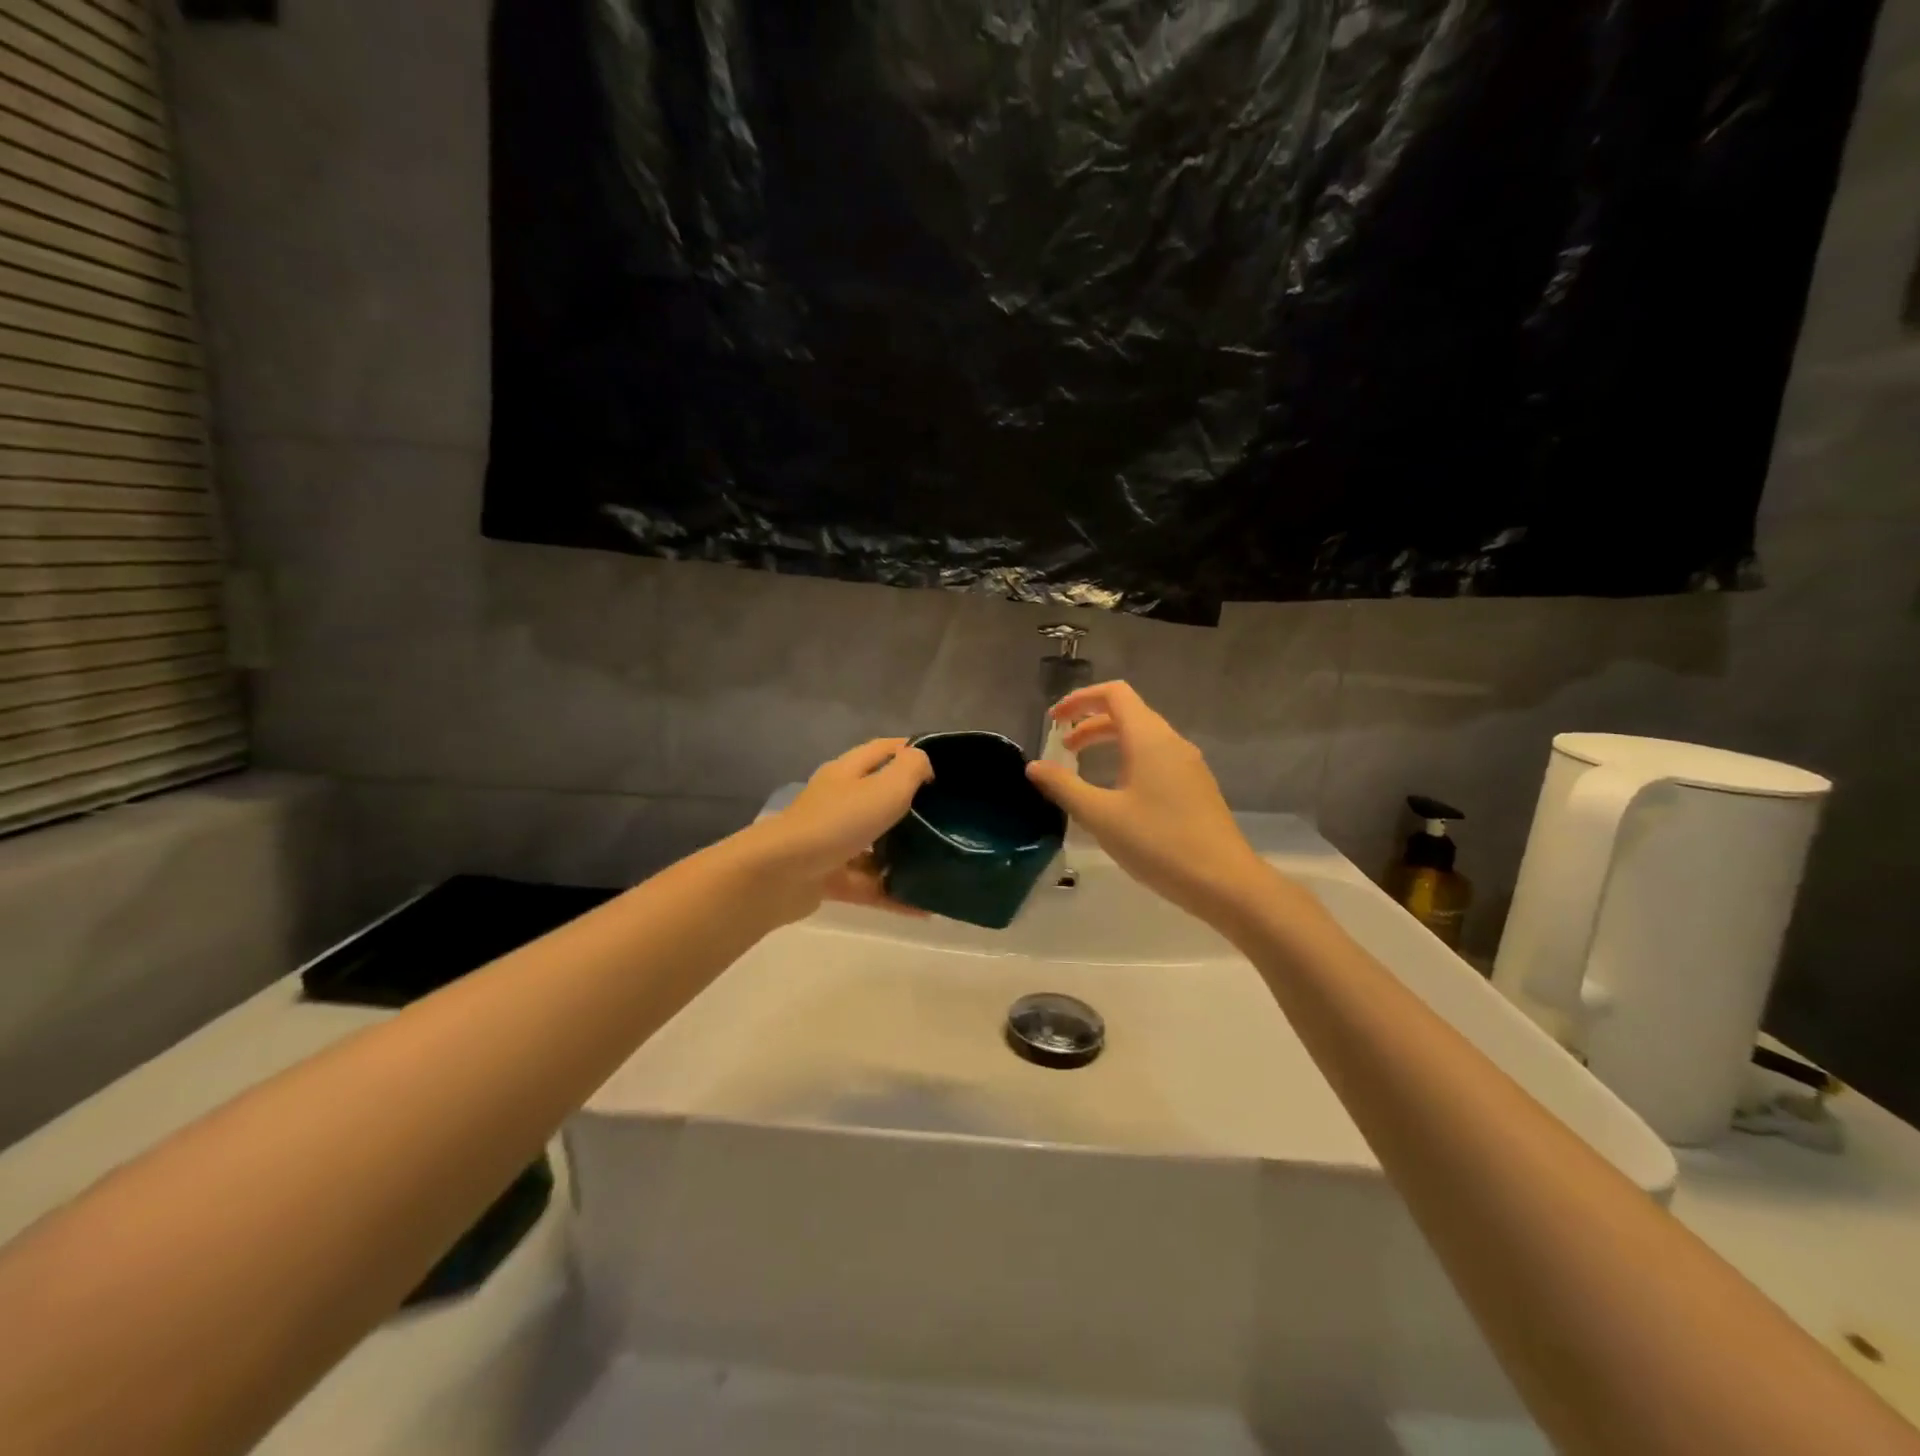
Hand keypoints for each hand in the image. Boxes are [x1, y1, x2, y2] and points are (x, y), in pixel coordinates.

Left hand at [745, 737, 933, 922]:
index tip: (946, 763)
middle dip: (913, 806)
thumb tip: (923, 762)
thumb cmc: (837, 822)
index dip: (911, 750)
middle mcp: (839, 803)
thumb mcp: (884, 788)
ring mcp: (833, 842)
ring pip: (876, 845)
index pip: (883, 751)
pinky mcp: (830, 878)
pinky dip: (895, 894)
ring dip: (905, 855)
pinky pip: (870, 885)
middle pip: (880, 798)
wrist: (780, 875)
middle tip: (949, 816)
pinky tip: (925, 908)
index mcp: (848, 773)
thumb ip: (910, 770)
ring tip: (941, 862)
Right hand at [1026, 681, 1272, 926]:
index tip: (1054, 720)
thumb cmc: (1159, 843)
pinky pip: (1156, 757)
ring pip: (1143, 737)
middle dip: (1090, 724)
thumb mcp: (1101, 816)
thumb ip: (1064, 787)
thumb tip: (1034, 766)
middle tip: (1063, 748)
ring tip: (1084, 770)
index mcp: (1149, 738)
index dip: (1080, 699)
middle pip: (1128, 713)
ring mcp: (1188, 765)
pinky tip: (1118, 794)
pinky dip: (1129, 760)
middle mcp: (1171, 742)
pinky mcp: (1196, 787)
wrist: (1225, 882)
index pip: (1114, 694)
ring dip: (1110, 743)